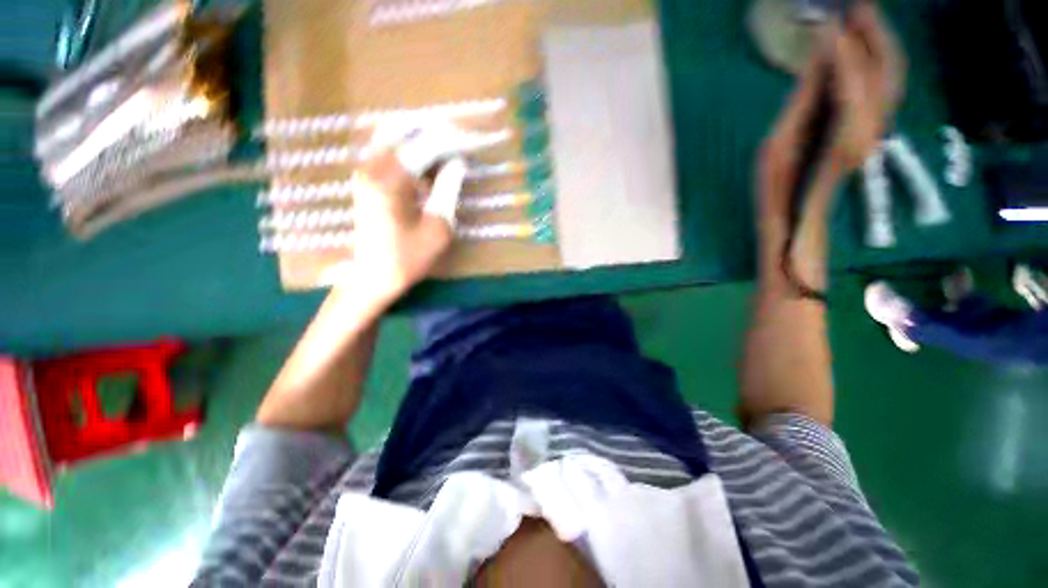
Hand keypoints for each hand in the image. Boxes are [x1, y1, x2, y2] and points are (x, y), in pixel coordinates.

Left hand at [326, 122, 470, 310]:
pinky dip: (408, 148)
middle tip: (458, 137)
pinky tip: (426, 162)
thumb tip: (458, 163)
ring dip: (419, 135)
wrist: (372, 278)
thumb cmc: (408, 258)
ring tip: (445, 146)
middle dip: (433, 128)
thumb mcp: (437, 227)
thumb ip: (447, 190)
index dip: (452, 141)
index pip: (426, 146)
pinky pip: (387, 151)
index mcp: (391, 181)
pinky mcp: (365, 180)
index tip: (473, 140)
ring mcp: (365, 172)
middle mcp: (372, 168)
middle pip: (402, 128)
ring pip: (392, 135)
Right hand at [759, 4, 904, 225]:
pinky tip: (865, 50)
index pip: (853, 75)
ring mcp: (875, 130)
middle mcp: (871, 128)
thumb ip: (803, 100)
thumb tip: (819, 57)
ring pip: (890, 77)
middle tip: (857, 6)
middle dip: (873, 33)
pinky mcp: (871, 131)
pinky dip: (879, 63)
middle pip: (884, 70)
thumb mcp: (777, 147)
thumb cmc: (778, 193)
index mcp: (845, 134)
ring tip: (862, 18)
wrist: (799, 223)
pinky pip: (883, 89)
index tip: (830, 18)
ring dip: (881, 43)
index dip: (844, 43)